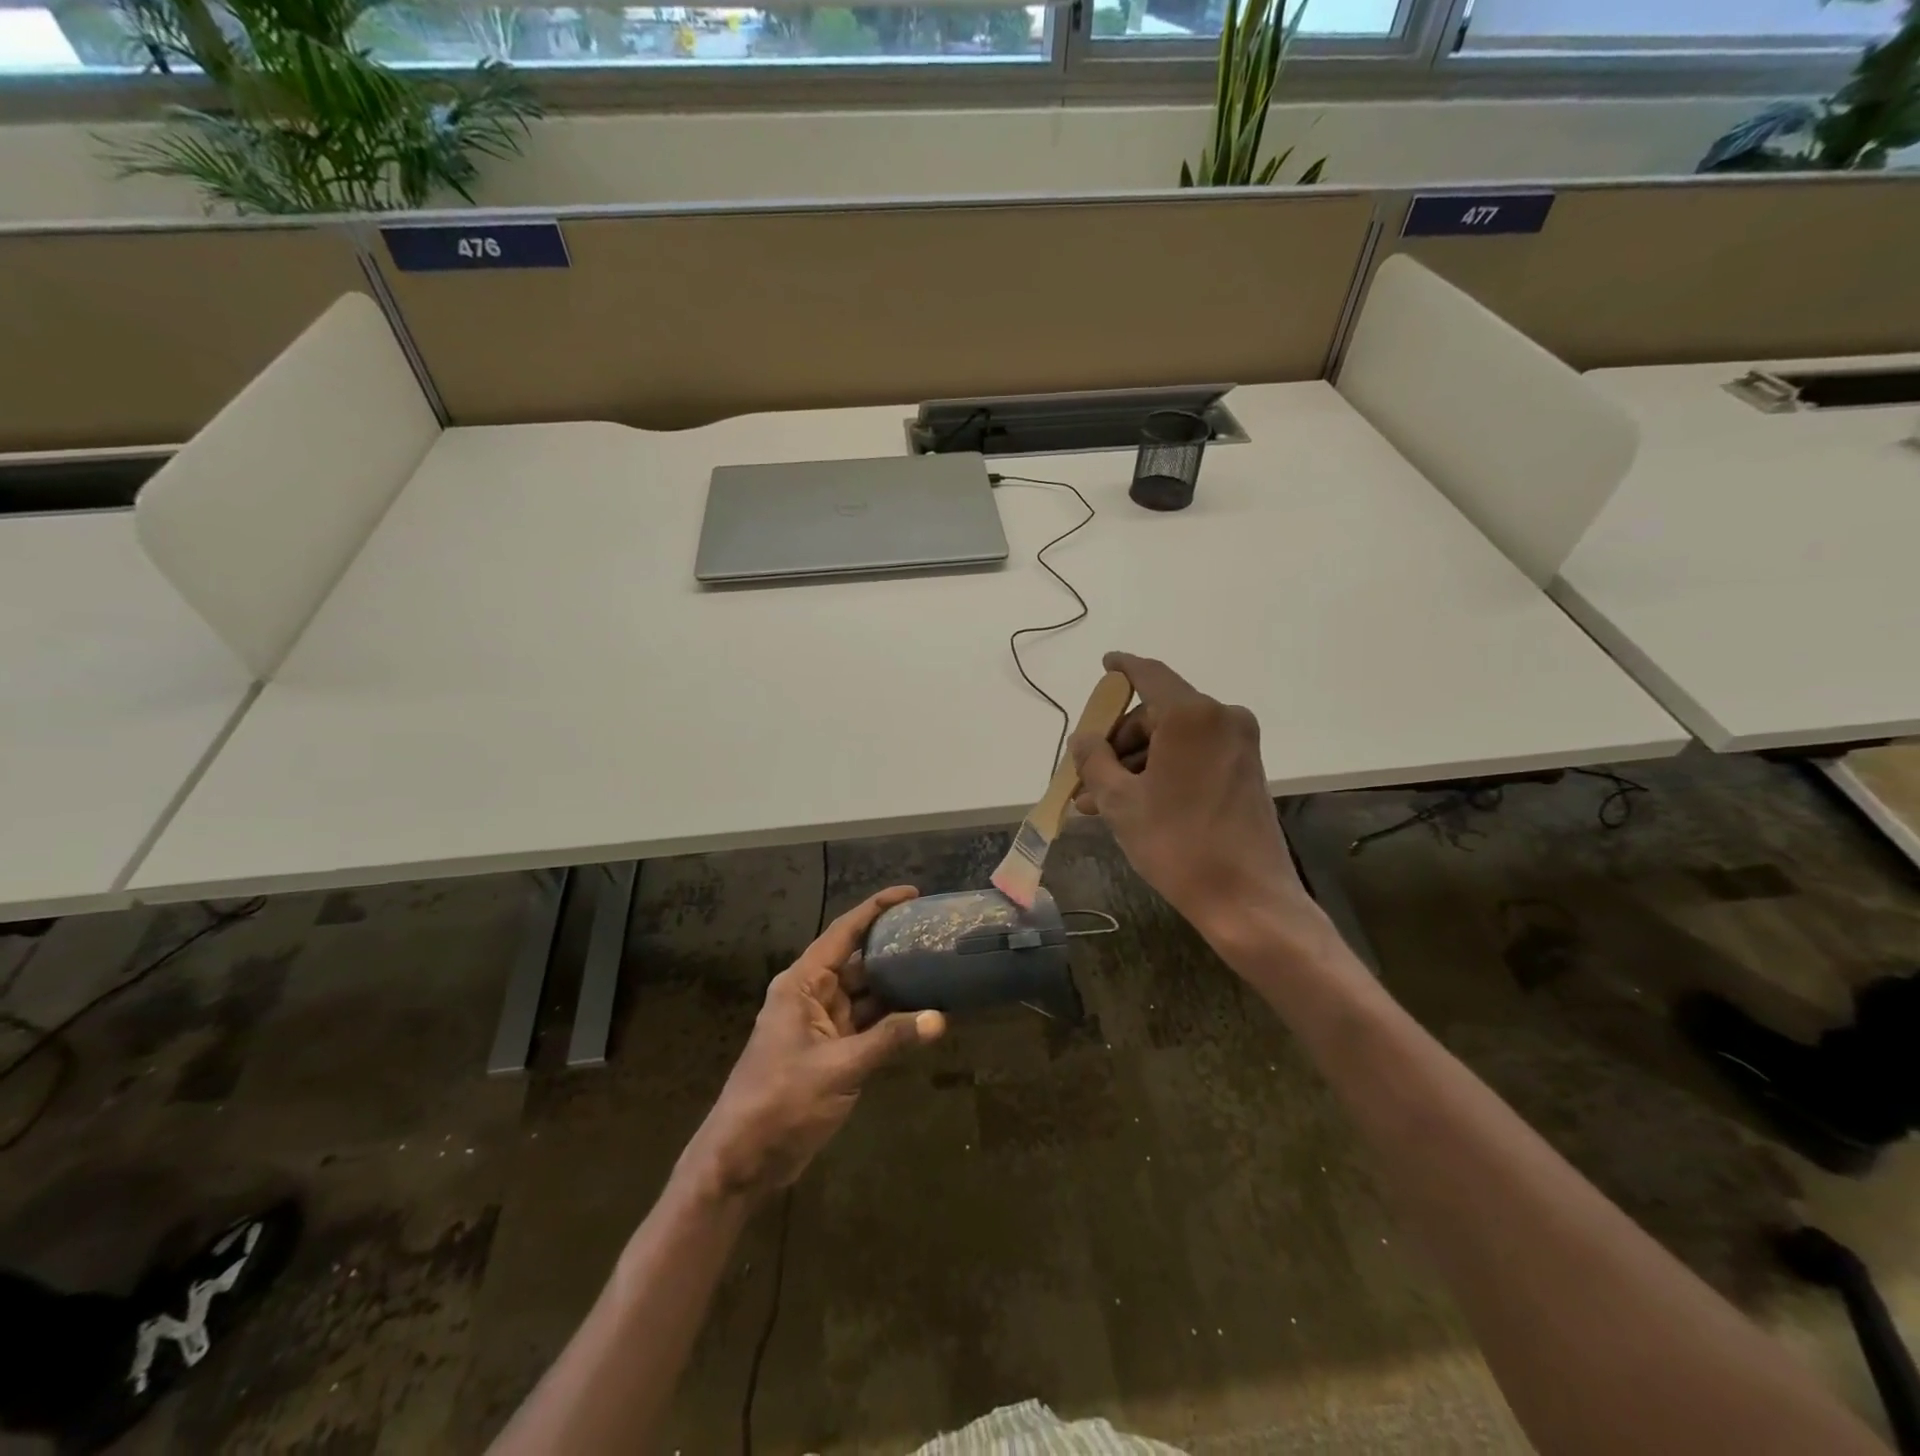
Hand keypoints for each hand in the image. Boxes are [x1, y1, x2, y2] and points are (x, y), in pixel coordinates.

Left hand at [678, 885, 944, 1203]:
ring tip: (939, 968)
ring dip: (898, 986)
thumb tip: (940, 1018)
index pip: (844, 933)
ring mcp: (822, 1026)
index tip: (912, 893)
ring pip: (866, 994)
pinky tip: (924, 1016)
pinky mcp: (832, 1054)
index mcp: (802, 984)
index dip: (876, 909)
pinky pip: (867, 1025)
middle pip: (858, 961)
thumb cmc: (780, 1102)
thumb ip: (889, 1040)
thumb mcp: (838, 1068)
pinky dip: (893, 1021)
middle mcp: (812, 996)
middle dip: (894, 947)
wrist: (742, 1161)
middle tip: (936, 935)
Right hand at [1070, 652, 1314, 938]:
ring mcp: (1239, 744)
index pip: (1149, 674)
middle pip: (1156, 713)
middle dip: (1118, 741)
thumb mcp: (1119, 801)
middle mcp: (1221, 718)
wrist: (1247, 898)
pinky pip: (1194, 755)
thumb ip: (1094, 759)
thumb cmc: (1177, 843)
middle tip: (1086, 775)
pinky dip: (1163, 770)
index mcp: (1191, 715)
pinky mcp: (1246, 769)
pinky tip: (1133, 802)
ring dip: (1136, 762)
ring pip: (1173, 739)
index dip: (1122, 668)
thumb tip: (1084, 738)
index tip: (1105, 664)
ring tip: (1099, 801)